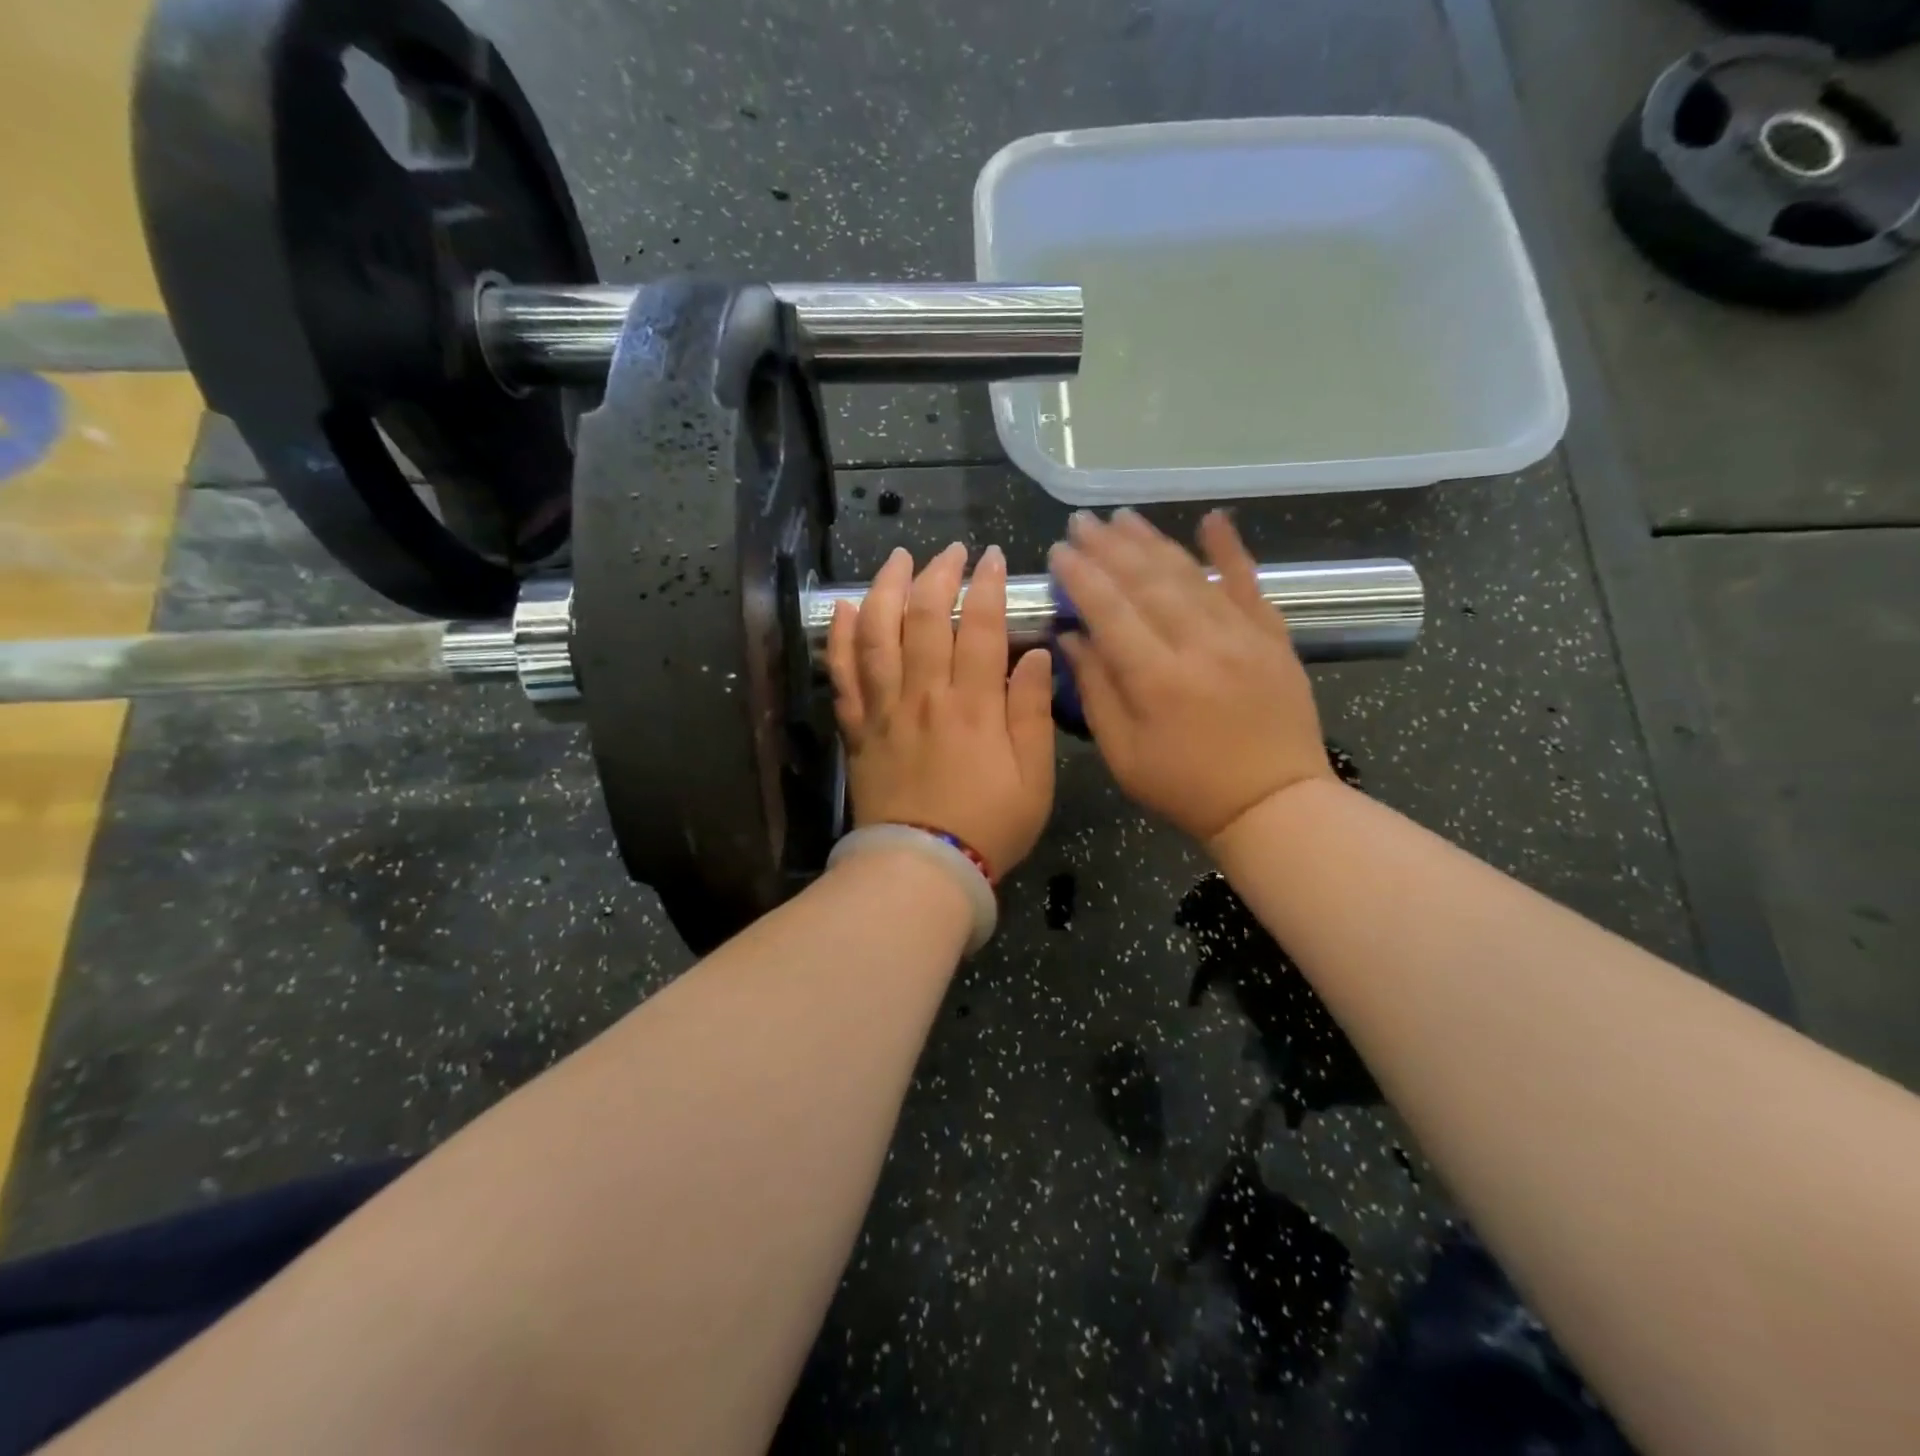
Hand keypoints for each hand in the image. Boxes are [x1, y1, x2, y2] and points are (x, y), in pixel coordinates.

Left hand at [826, 543, 1056, 877]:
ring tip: (898, 558)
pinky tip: (845, 607)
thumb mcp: (1034, 779)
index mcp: (974, 706)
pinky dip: (841, 636)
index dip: (988, 586)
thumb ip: (1033, 713)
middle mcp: (925, 696)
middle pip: (926, 618)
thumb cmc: (988, 827)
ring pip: (879, 634)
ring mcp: (885, 709)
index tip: (993, 558)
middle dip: (940, 574)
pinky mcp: (858, 728)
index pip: (981, 628)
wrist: (921, 869)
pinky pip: (843, 674)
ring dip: (888, 589)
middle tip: (951, 551)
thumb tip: (1037, 655)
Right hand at [1049, 509, 1332, 845]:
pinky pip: (1250, 583)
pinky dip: (1230, 549)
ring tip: (1123, 517)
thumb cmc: (1186, 788)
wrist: (1274, 805)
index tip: (1058, 550)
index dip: (1081, 576)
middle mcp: (1199, 645)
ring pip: (1190, 575)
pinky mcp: (1273, 637)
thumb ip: (1096, 691)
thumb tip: (1070, 637)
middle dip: (1110, 548)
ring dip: (1153, 541)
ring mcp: (1242, 636)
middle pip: (1147, 582)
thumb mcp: (1123, 754)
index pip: (1110, 611)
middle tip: (1083, 521)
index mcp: (1157, 679)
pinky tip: (1212, 519)